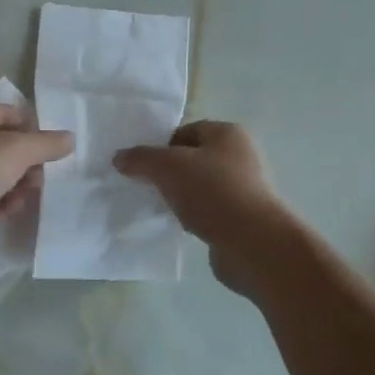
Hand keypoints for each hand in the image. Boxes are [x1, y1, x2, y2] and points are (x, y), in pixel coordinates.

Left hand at [0, 99, 73, 262]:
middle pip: (0, 144)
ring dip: (14, 183)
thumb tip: (69, 139)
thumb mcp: (15, 151)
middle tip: (40, 177)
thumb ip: (45, 144)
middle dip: (25, 162)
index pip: (5, 113)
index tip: (51, 149)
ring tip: (26, 195)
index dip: (30, 128)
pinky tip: (7, 210)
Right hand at [114, 121, 283, 291]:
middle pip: (192, 158)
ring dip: (179, 196)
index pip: (185, 130)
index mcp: (228, 134)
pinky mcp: (242, 218)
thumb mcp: (167, 167)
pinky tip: (180, 226)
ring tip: (160, 207)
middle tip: (146, 185)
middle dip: (167, 172)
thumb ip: (140, 158)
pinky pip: (208, 210)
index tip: (142, 165)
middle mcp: (240, 156)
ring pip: (199, 186)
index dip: (160, 145)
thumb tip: (119, 158)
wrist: (254, 244)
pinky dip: (193, 216)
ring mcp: (244, 189)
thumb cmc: (212, 193)